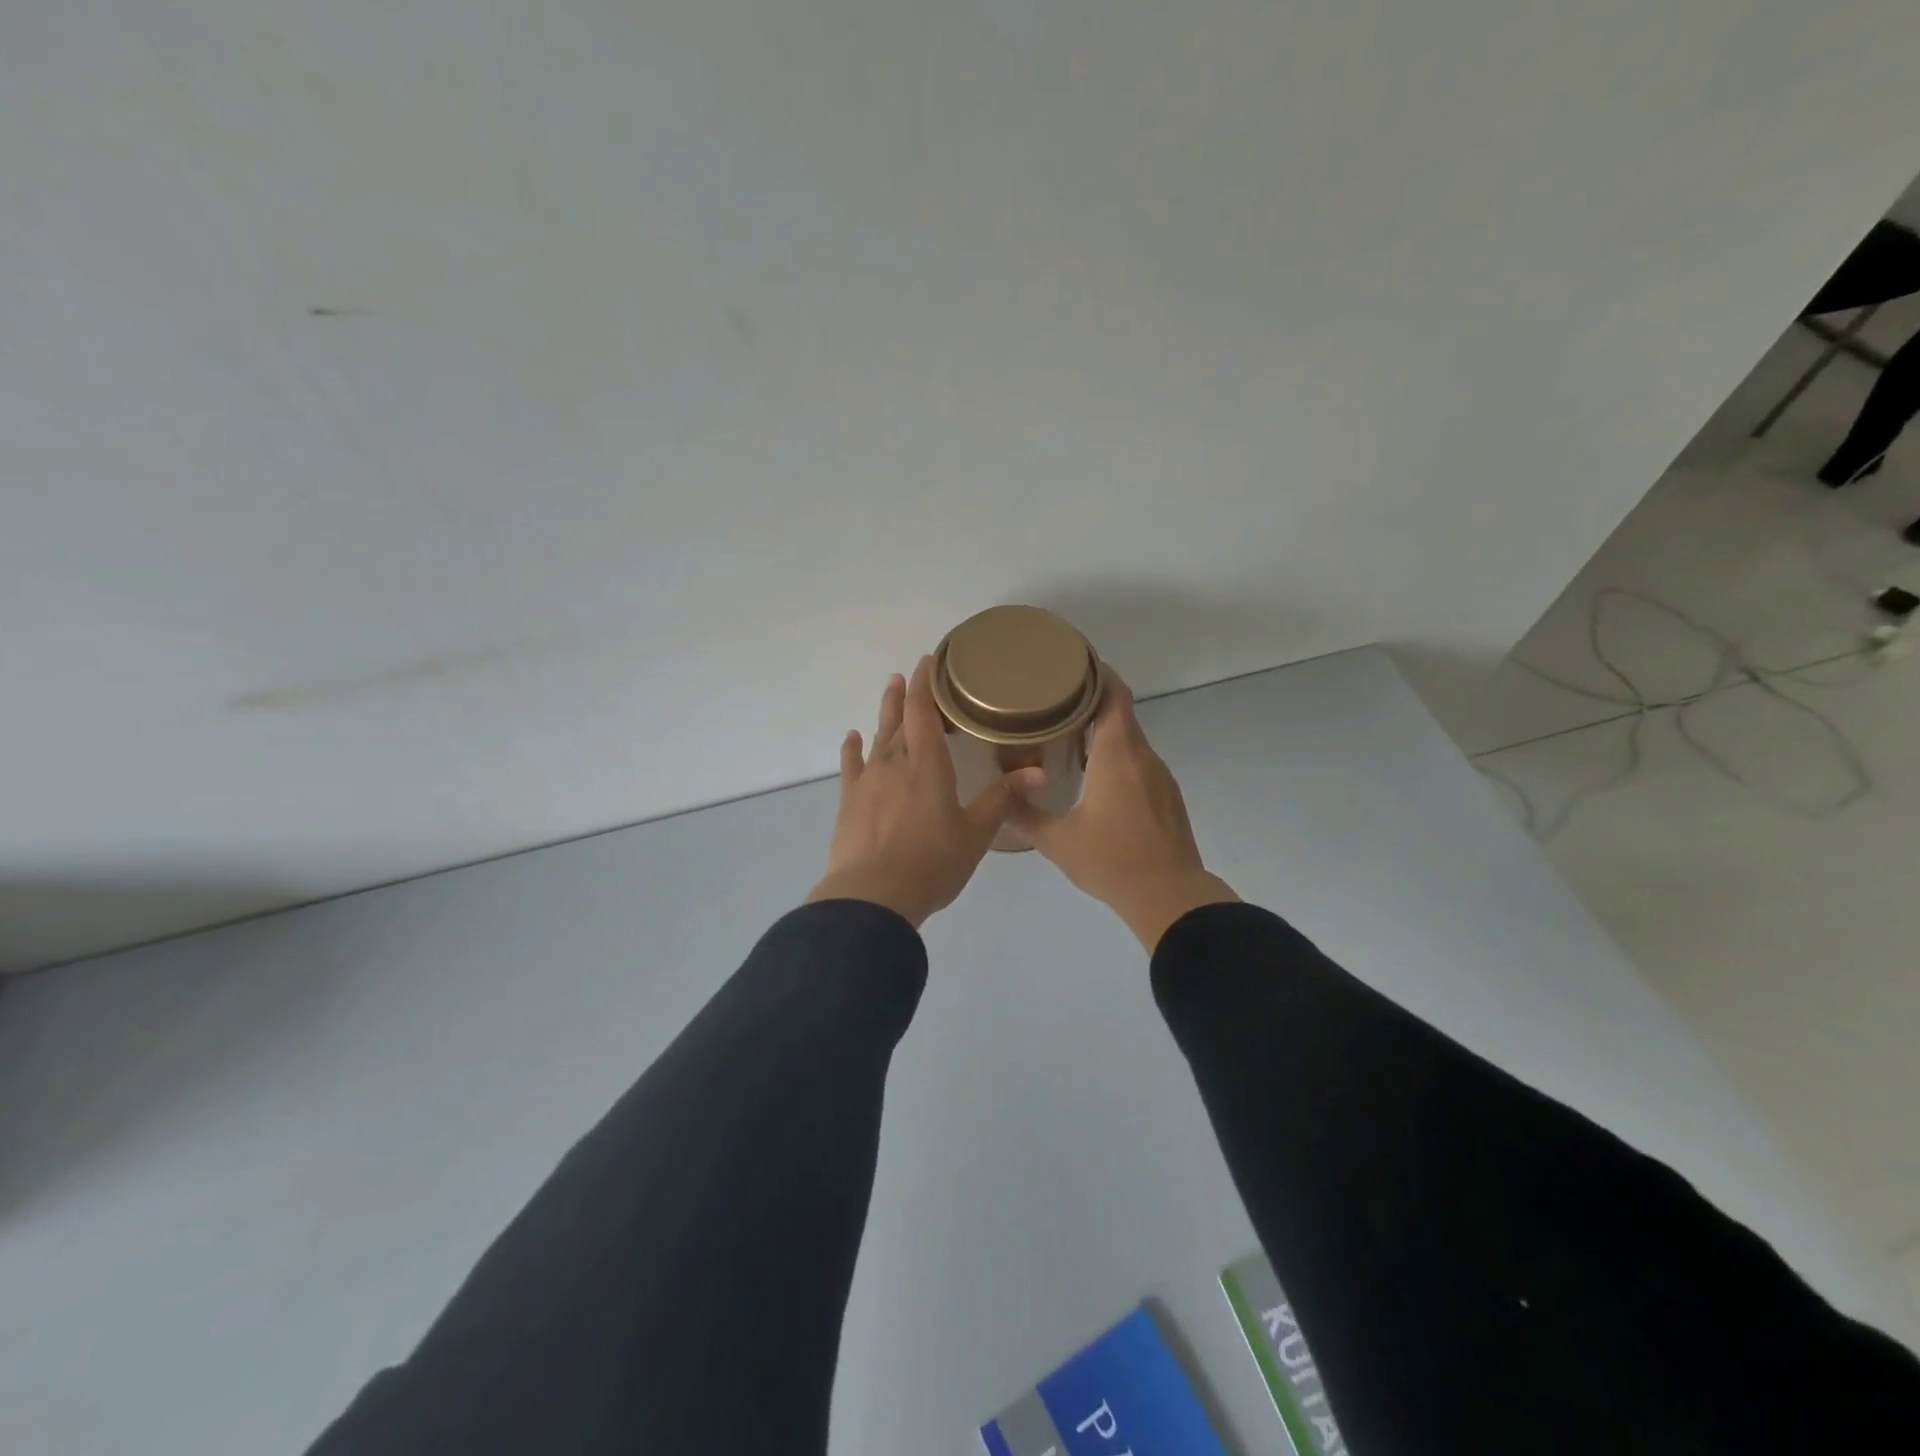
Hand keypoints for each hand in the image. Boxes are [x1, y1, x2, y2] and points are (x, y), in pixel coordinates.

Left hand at [806, 657, 1043, 928]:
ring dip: (882, 714)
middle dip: (904, 695)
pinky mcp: (849, 802)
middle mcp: (895, 763)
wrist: (873, 896)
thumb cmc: (932, 863)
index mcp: (928, 765)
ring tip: (887, 692)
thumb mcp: (976, 833)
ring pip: (877, 737)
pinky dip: (852, 749)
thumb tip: (1039, 770)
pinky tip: (852, 737)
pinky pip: (850, 766)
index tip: (928, 661)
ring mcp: (868, 781)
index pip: (924, 711)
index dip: (926, 684)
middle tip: (906, 674)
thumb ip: (1003, 798)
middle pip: (898, 719)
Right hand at [1010, 670, 1237, 949]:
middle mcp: (1142, 757)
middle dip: (1091, 702)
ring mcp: (1159, 777)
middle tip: (1055, 700)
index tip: (1074, 663)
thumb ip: (1025, 815)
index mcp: (1117, 755)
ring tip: (1068, 735)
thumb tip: (1000, 798)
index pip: (1114, 696)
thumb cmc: (1111, 861)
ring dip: (1104, 732)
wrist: (1170, 897)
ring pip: (1131, 740)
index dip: (1098, 674)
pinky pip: (1139, 762)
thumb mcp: (1057, 841)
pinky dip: (1117, 756)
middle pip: (1121, 714)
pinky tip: (1095, 776)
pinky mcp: (1167, 796)